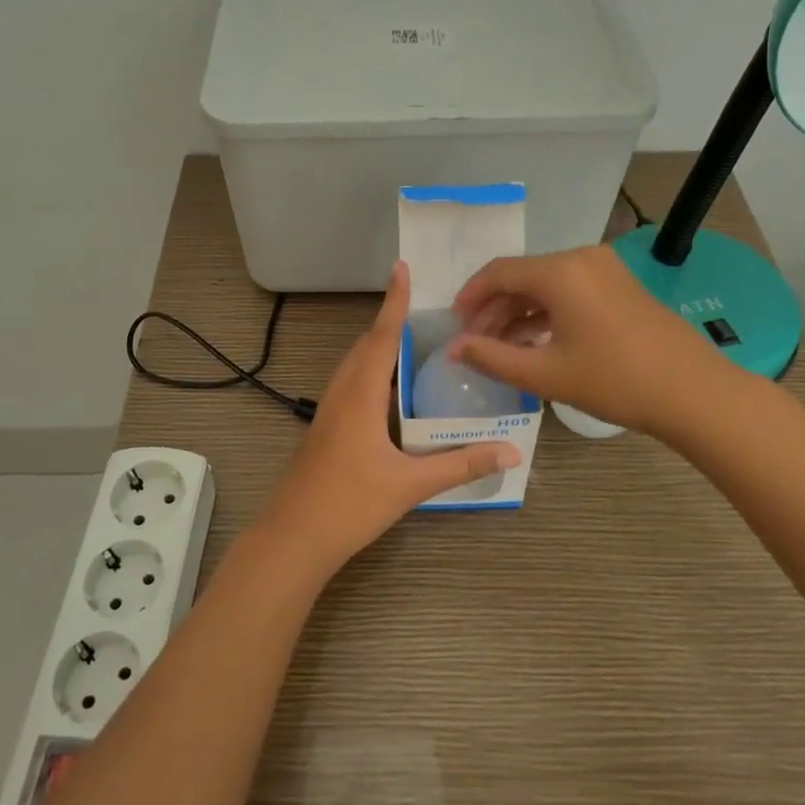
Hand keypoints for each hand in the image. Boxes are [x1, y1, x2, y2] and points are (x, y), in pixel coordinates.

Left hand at [253, 261, 520, 578]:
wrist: (293, 537)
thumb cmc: (350, 504)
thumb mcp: (411, 485)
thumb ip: (460, 464)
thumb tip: (511, 451)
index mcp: (360, 395)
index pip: (382, 337)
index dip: (394, 302)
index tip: (401, 267)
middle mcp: (341, 393)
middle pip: (366, 345)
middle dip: (391, 323)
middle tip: (424, 310)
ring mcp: (328, 411)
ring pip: (355, 365)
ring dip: (379, 348)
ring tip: (412, 344)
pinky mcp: (325, 429)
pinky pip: (350, 385)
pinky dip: (372, 373)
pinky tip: (390, 393)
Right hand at [448, 244, 724, 434]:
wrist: (693, 392)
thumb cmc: (614, 381)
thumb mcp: (545, 374)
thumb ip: (491, 358)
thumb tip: (453, 348)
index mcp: (560, 271)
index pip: (499, 272)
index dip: (470, 296)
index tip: (453, 325)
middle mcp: (581, 258)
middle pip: (522, 277)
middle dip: (493, 309)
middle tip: (473, 342)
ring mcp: (604, 270)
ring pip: (545, 285)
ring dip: (518, 313)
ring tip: (499, 348)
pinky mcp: (619, 285)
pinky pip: (569, 291)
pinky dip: (545, 313)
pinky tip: (532, 342)